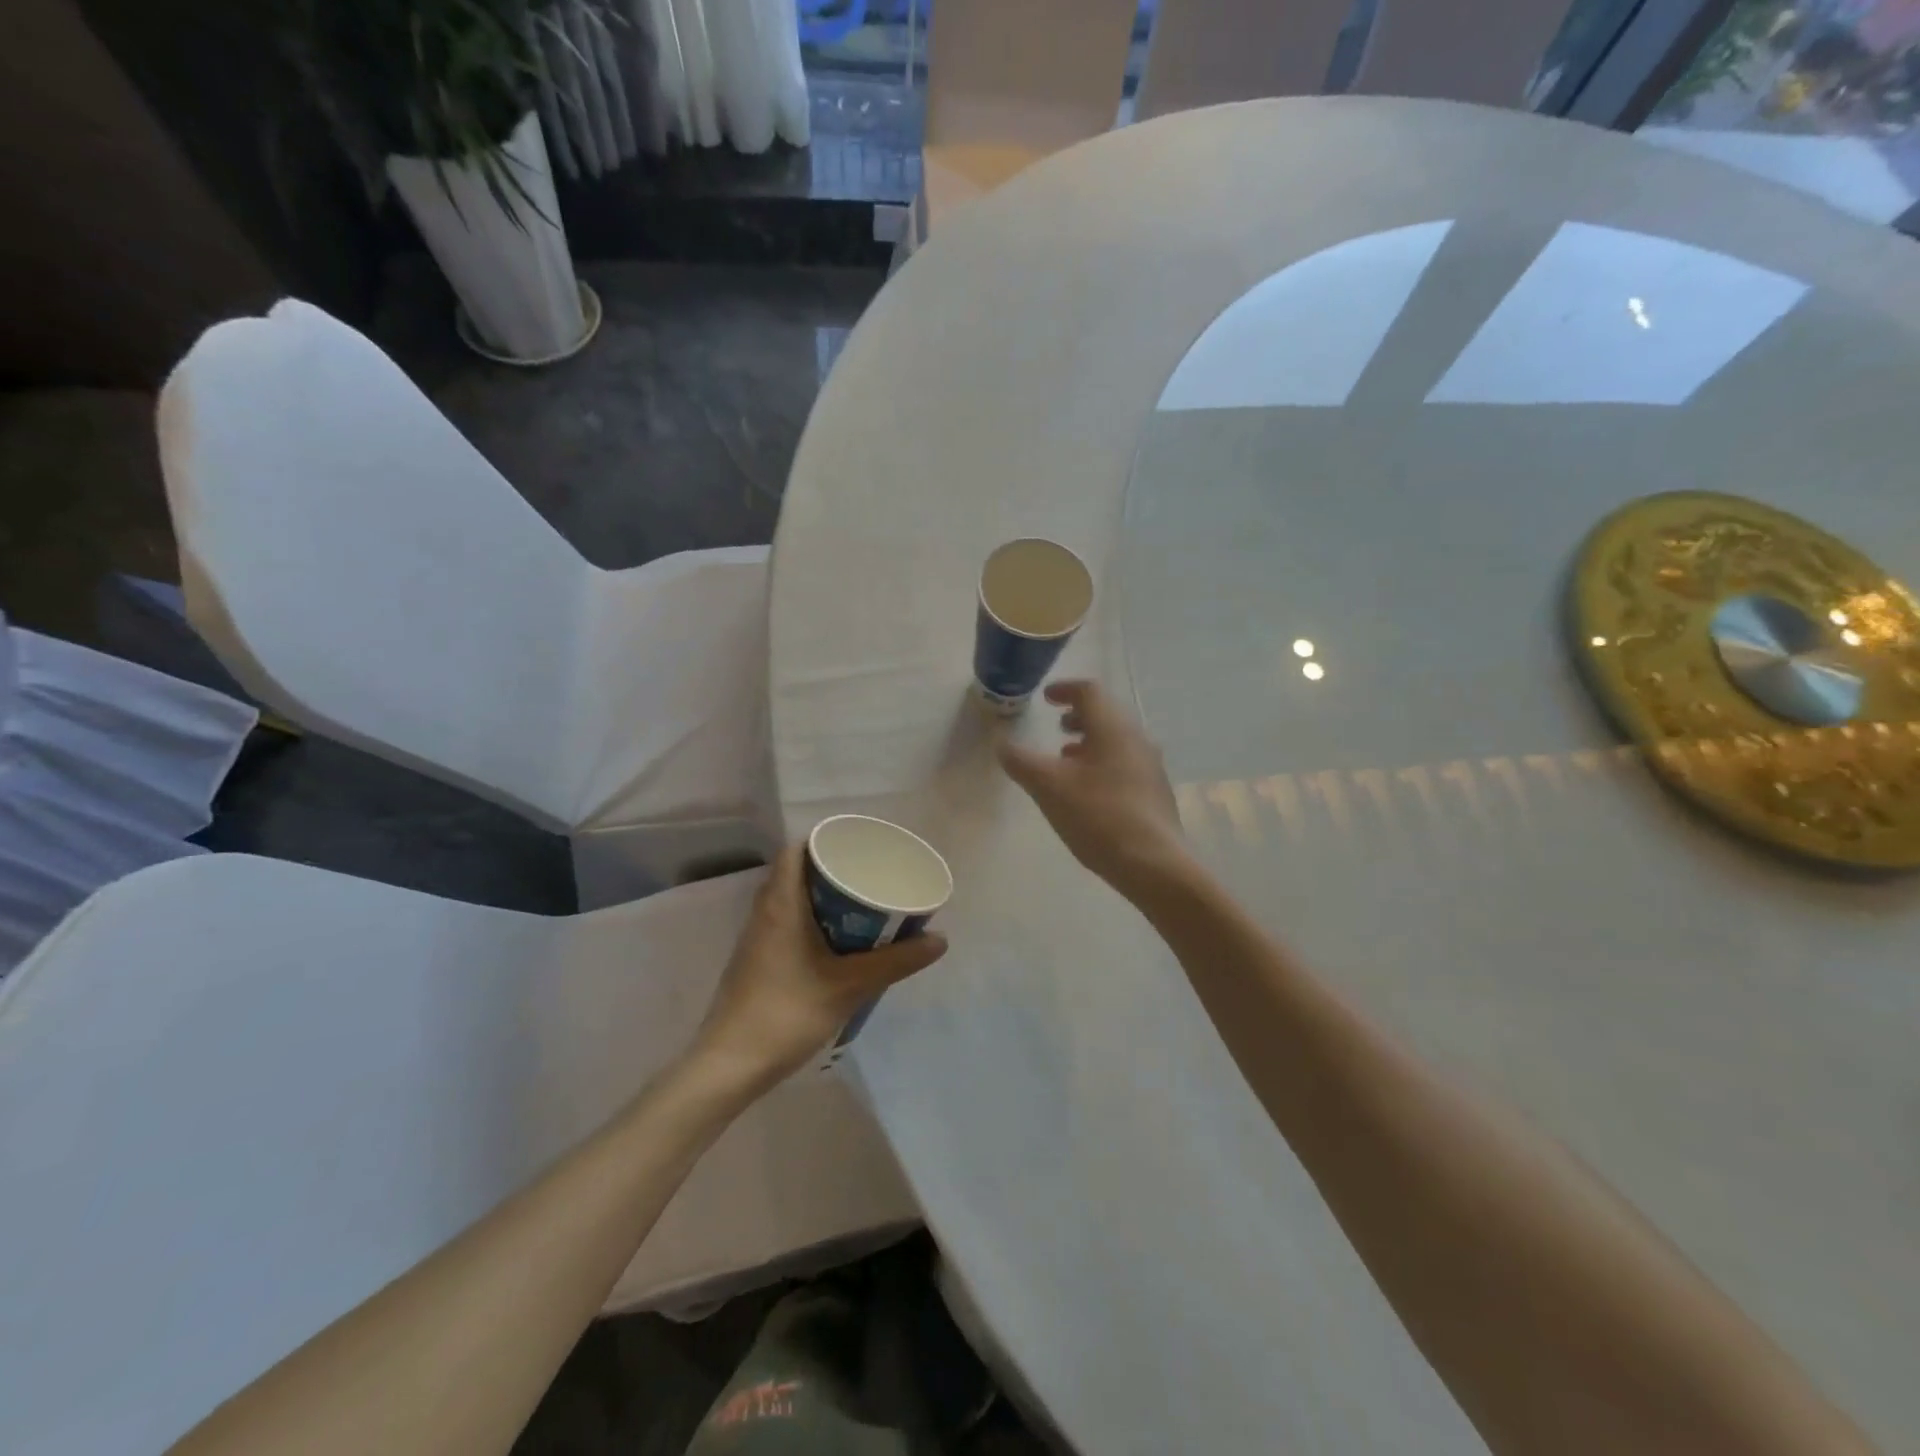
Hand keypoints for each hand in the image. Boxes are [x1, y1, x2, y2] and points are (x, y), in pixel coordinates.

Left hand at [692, 847, 947, 1089]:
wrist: (730, 1065)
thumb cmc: (788, 1012)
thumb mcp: (851, 986)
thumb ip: (896, 962)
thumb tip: (939, 940)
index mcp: (781, 904)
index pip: (796, 850)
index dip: (825, 841)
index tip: (858, 847)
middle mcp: (764, 913)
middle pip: (796, 873)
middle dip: (832, 871)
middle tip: (869, 876)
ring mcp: (756, 939)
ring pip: (790, 900)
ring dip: (822, 899)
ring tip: (860, 907)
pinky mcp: (755, 963)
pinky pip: (785, 924)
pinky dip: (811, 921)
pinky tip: (836, 944)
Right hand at [996, 680, 1193, 901]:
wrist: (1153, 864)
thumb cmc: (1098, 816)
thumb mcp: (1048, 787)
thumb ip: (1021, 761)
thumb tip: (1002, 744)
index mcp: (1113, 728)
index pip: (1090, 692)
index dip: (1065, 690)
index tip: (1046, 697)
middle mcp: (1136, 739)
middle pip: (1106, 714)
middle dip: (1078, 716)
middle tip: (1056, 727)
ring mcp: (1150, 766)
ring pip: (1116, 740)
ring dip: (1090, 741)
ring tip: (1066, 758)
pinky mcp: (1154, 792)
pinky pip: (1125, 763)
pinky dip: (1102, 762)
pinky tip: (1088, 790)